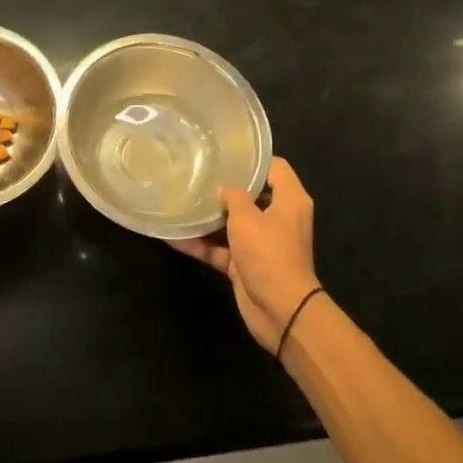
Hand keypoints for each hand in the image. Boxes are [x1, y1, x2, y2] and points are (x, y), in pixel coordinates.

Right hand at [171, 157, 318, 352]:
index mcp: (289, 200)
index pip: (275, 168)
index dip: (253, 158)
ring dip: (209, 218)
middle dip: (225, 187)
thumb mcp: (247, 217)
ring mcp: (261, 243)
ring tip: (181, 200)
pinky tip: (173, 237)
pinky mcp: (245, 264)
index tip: (225, 152)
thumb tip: (223, 188)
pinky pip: (220, 249)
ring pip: (232, 223)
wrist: (280, 310)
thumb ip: (233, 196)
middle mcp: (278, 218)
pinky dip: (201, 245)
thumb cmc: (269, 253)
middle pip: (251, 195)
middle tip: (197, 173)